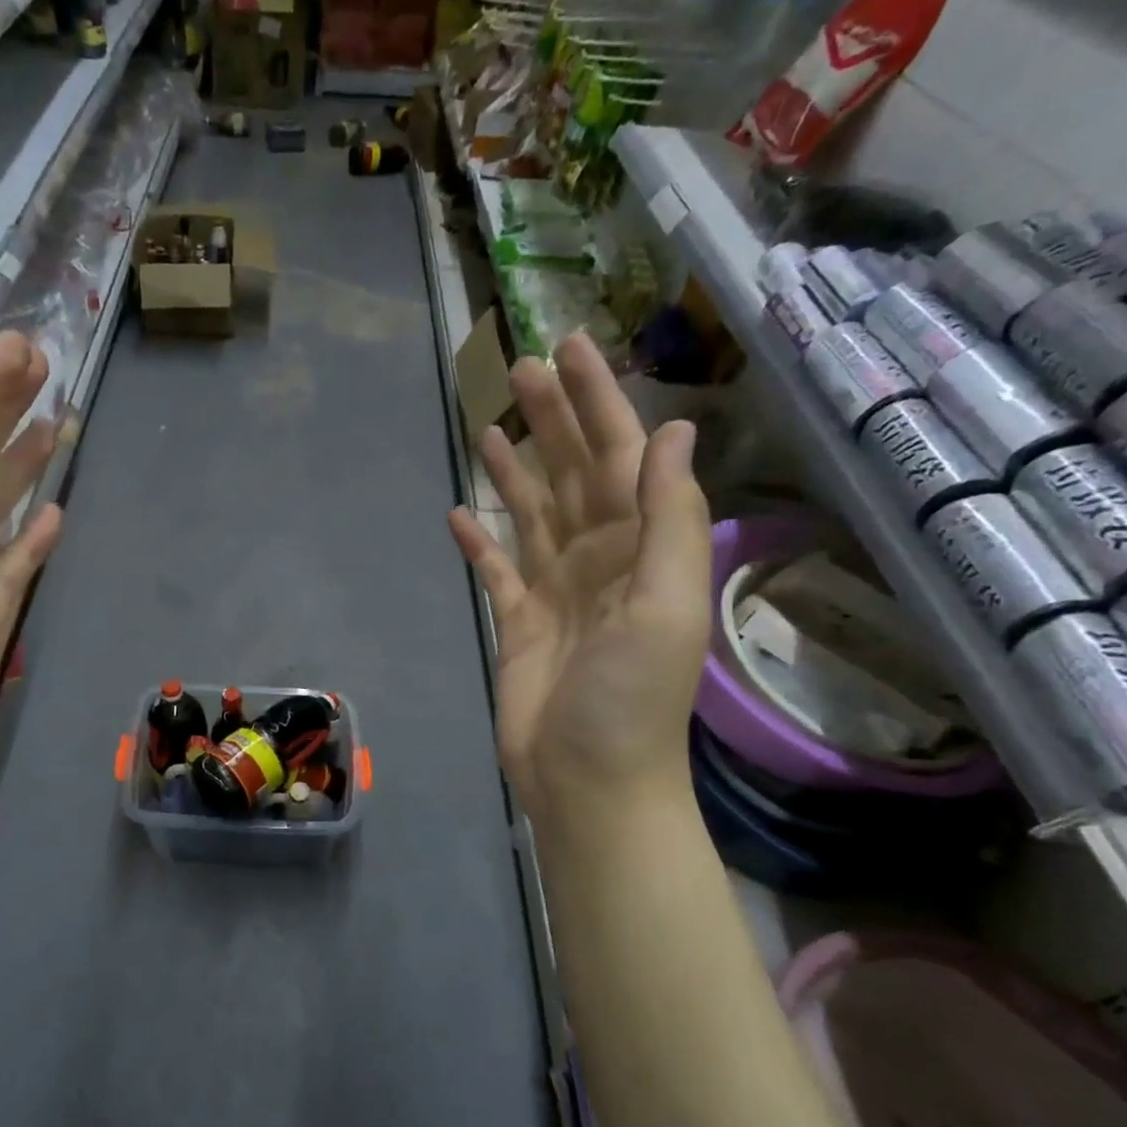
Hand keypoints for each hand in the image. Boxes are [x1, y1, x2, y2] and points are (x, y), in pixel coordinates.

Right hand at [448, 333, 712, 818]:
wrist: (587, 778)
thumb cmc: (630, 698)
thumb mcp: (664, 604)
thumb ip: (668, 517)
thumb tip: (667, 430)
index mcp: (642, 547)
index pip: (621, 455)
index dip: (598, 400)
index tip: (568, 348)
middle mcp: (601, 557)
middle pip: (574, 473)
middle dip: (550, 419)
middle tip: (517, 367)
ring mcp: (556, 589)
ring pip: (533, 513)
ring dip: (514, 471)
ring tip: (487, 427)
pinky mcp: (517, 621)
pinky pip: (496, 569)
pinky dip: (479, 541)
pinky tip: (457, 514)